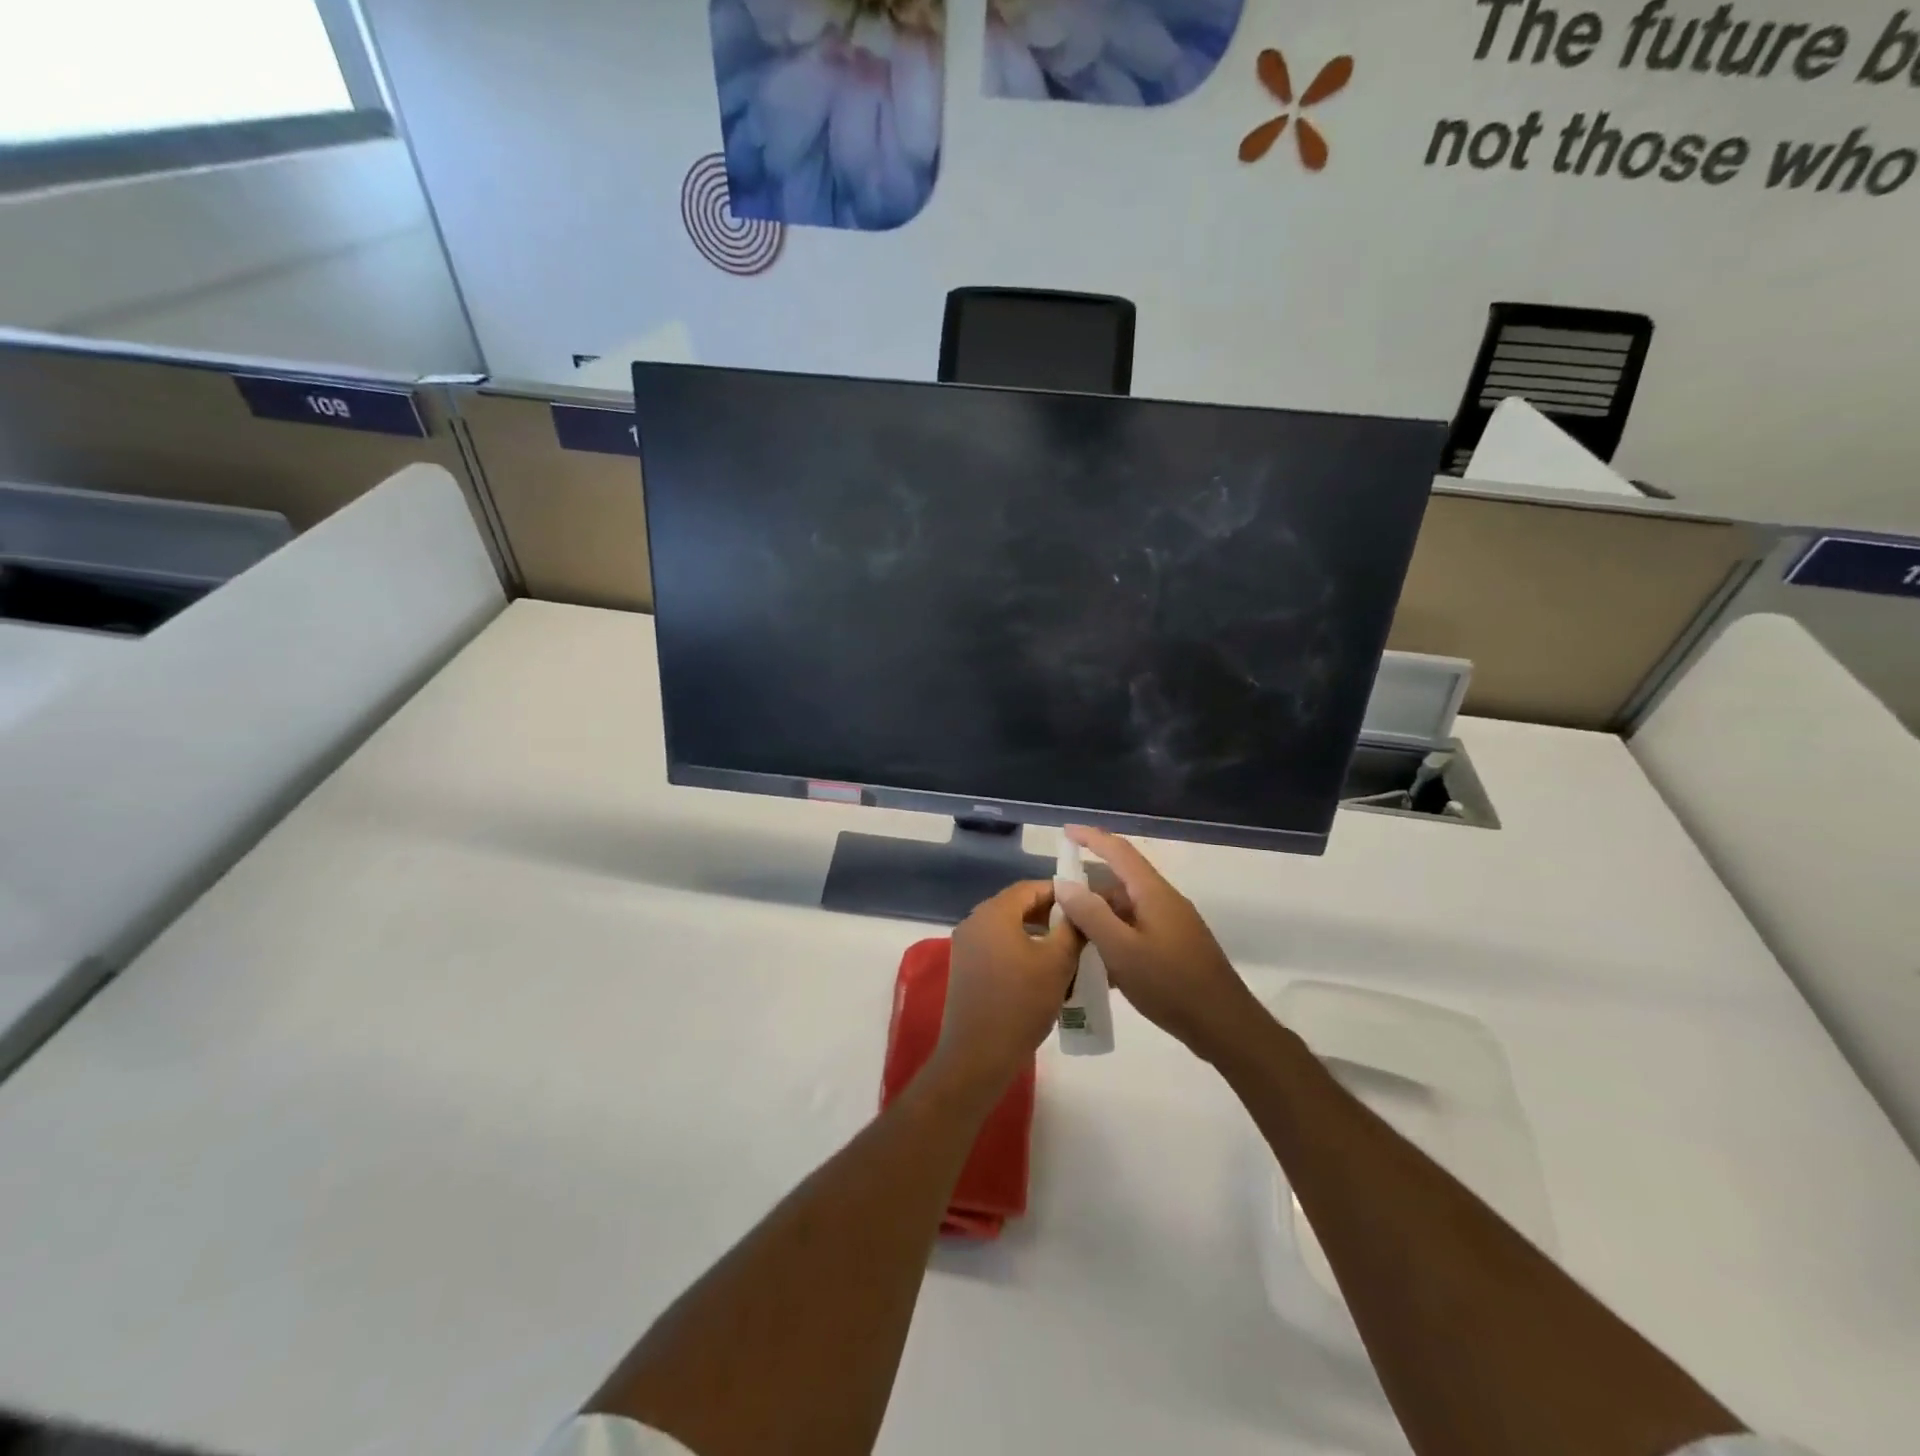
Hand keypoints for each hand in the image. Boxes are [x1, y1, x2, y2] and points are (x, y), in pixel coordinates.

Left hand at [934, 881, 1082, 1098]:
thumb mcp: (1058, 962)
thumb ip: (1073, 929)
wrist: (978, 1055)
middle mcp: (974, 922)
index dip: (1060, 892)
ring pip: (1008, 928)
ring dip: (1037, 935)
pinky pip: (998, 947)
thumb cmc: (1021, 1003)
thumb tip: (1081, 909)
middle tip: (1080, 930)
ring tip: (1067, 952)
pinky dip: (1021, 951)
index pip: (1030, 888)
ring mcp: (966, 946)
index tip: (1086, 905)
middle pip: (1017, 906)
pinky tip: (1043, 972)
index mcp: (993, 913)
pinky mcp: (965, 969)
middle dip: (1050, 915)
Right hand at [1053, 826, 1257, 1062]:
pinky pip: (1137, 932)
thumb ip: (1092, 915)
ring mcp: (1173, 925)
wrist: (1225, 1026)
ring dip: (1100, 921)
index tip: (1065, 832)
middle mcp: (1164, 902)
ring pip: (1127, 911)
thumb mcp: (1122, 951)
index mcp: (1153, 893)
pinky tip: (1099, 966)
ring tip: (1072, 941)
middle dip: (1088, 892)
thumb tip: (1065, 883)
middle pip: (1120, 884)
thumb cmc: (1171, 985)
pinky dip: (1115, 940)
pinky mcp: (1176, 949)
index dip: (1091, 838)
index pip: (1118, 852)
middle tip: (1057, 910)